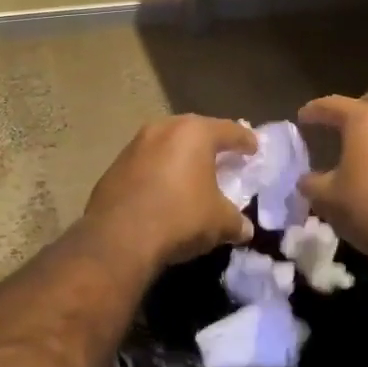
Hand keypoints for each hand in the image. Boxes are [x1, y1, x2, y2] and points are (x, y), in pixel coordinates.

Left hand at [85, 115, 256, 267]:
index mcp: (193, 133)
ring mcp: (133, 146)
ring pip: (165, 144)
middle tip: (223, 156)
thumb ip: (237, 220)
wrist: (119, 236)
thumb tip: (244, 228)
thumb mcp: (220, 222)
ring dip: (179, 156)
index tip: (253, 148)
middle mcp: (161, 130)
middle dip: (209, 143)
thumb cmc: (179, 218)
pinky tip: (162, 189)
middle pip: (193, 130)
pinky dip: (157, 171)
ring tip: (191, 174)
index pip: (228, 130)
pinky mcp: (113, 166)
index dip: (244, 140)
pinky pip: (145, 163)